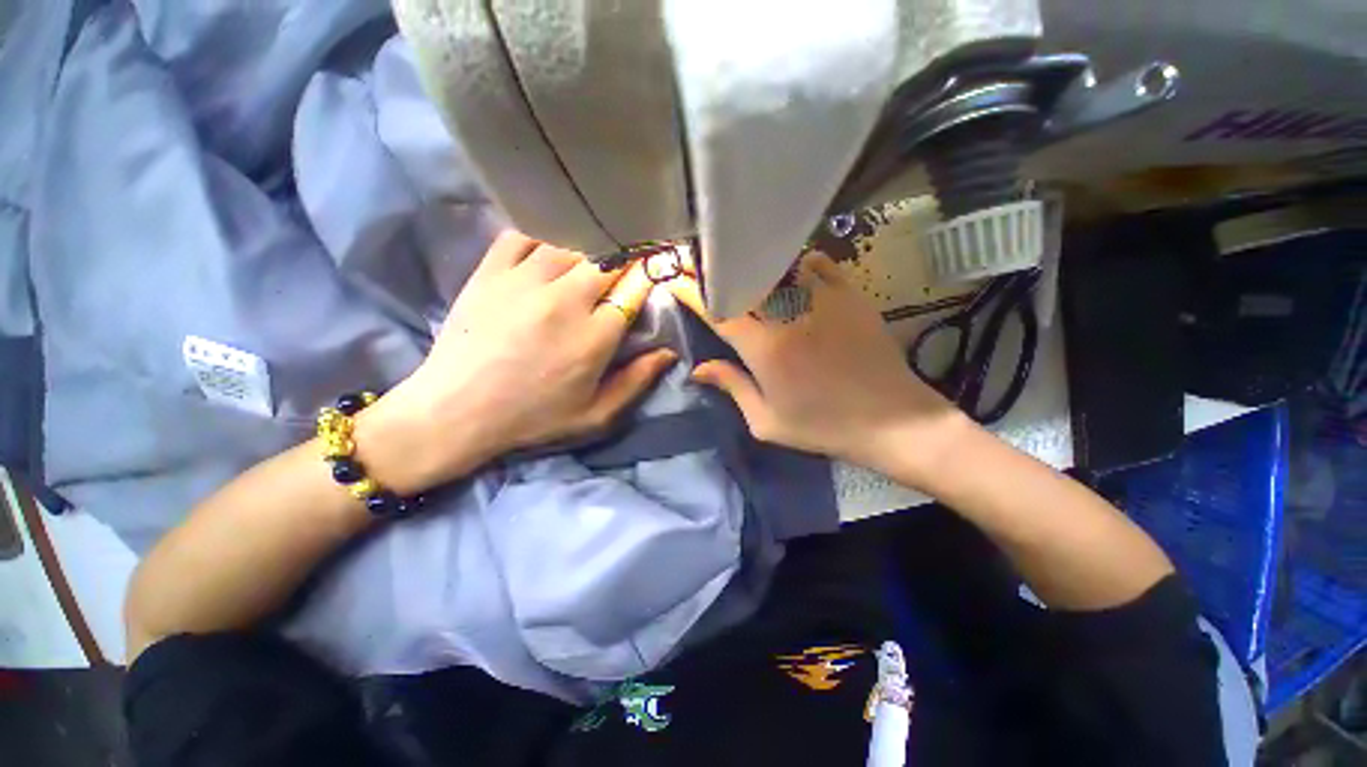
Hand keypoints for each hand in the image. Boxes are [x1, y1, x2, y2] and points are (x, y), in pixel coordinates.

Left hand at [358, 232, 675, 492]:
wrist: (456, 412)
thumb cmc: (533, 418)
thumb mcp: (595, 414)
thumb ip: (637, 382)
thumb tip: (669, 352)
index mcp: (594, 336)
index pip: (634, 289)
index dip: (646, 279)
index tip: (650, 276)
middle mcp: (564, 300)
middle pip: (606, 260)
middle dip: (619, 263)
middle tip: (617, 272)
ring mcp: (524, 281)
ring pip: (568, 244)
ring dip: (583, 252)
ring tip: (582, 266)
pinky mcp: (490, 273)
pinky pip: (522, 236)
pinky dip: (539, 239)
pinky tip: (544, 255)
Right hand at [667, 254, 972, 482]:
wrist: (892, 421)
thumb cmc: (824, 427)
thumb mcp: (768, 421)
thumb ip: (732, 388)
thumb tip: (699, 369)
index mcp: (764, 349)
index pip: (719, 311)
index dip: (693, 293)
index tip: (676, 280)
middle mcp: (788, 316)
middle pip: (744, 281)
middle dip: (719, 273)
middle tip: (705, 269)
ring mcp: (822, 300)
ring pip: (779, 266)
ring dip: (756, 266)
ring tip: (743, 266)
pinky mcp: (849, 295)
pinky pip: (817, 264)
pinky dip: (798, 262)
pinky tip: (792, 271)